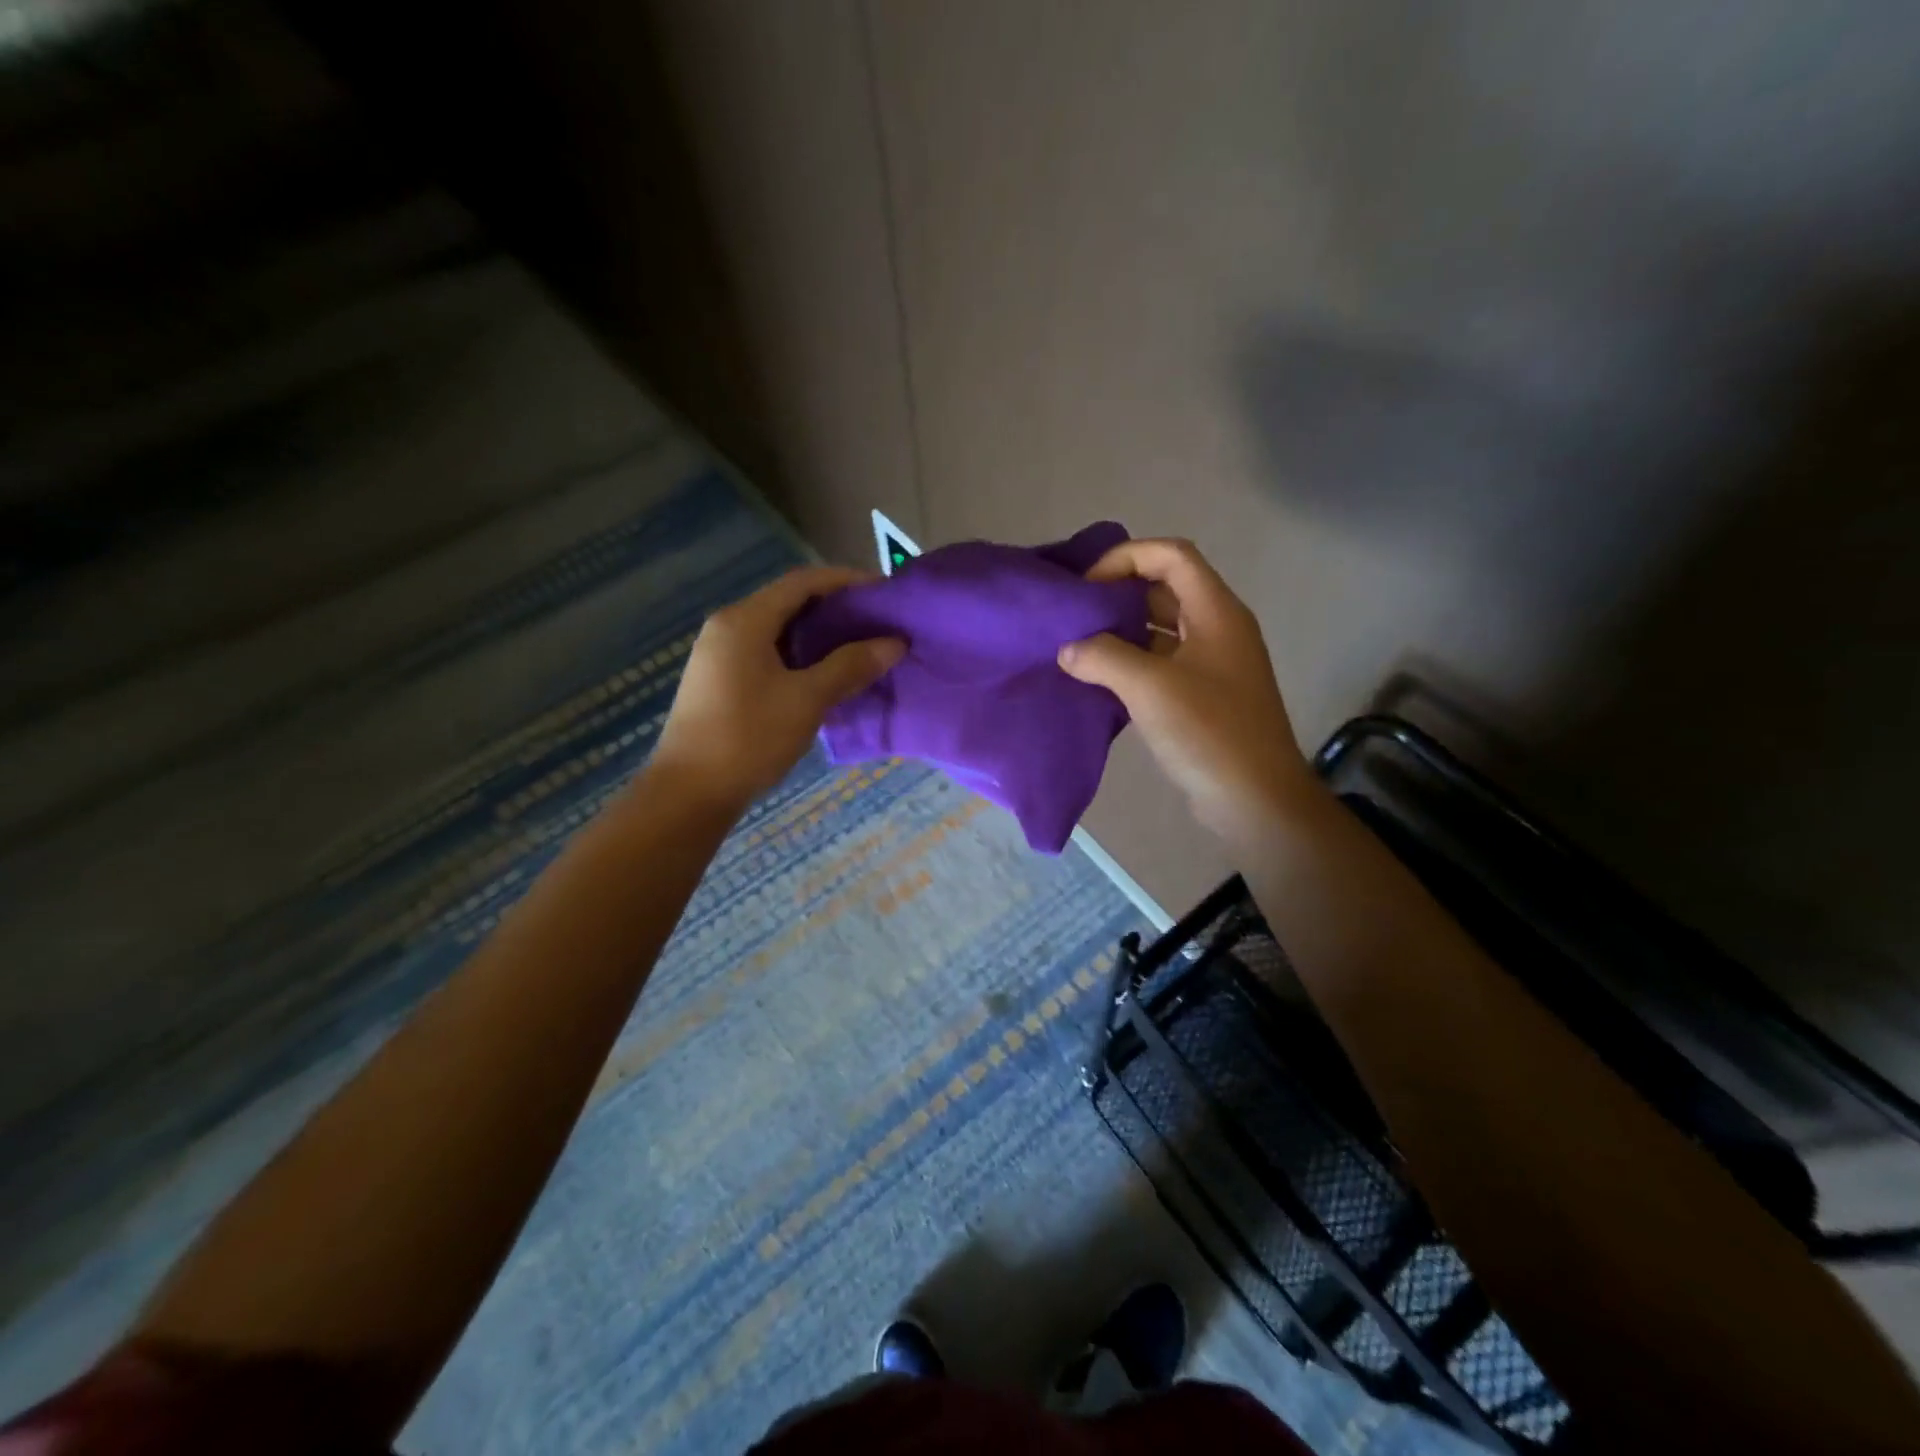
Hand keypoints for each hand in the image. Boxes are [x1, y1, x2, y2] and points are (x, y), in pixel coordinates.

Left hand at [652, 566, 904, 809]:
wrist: (689, 793)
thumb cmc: (749, 738)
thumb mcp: (807, 700)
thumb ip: (850, 666)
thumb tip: (894, 643)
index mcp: (745, 620)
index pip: (802, 582)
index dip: (846, 581)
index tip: (884, 591)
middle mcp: (728, 627)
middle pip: (789, 603)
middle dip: (835, 609)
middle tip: (877, 622)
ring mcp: (720, 655)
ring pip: (778, 631)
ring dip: (818, 635)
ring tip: (859, 648)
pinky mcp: (720, 681)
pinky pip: (767, 653)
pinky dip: (800, 656)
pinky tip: (825, 676)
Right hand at [1057, 538, 1315, 842]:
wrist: (1255, 798)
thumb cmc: (1209, 731)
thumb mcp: (1150, 688)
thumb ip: (1103, 658)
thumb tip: (1068, 650)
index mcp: (1216, 612)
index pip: (1171, 556)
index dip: (1126, 558)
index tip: (1087, 587)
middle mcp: (1217, 628)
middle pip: (1165, 588)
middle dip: (1119, 594)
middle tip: (1075, 615)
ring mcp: (1212, 663)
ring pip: (1161, 628)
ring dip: (1122, 631)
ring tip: (1078, 645)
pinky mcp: (1203, 694)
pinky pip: (1162, 662)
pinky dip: (1130, 662)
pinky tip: (1098, 679)